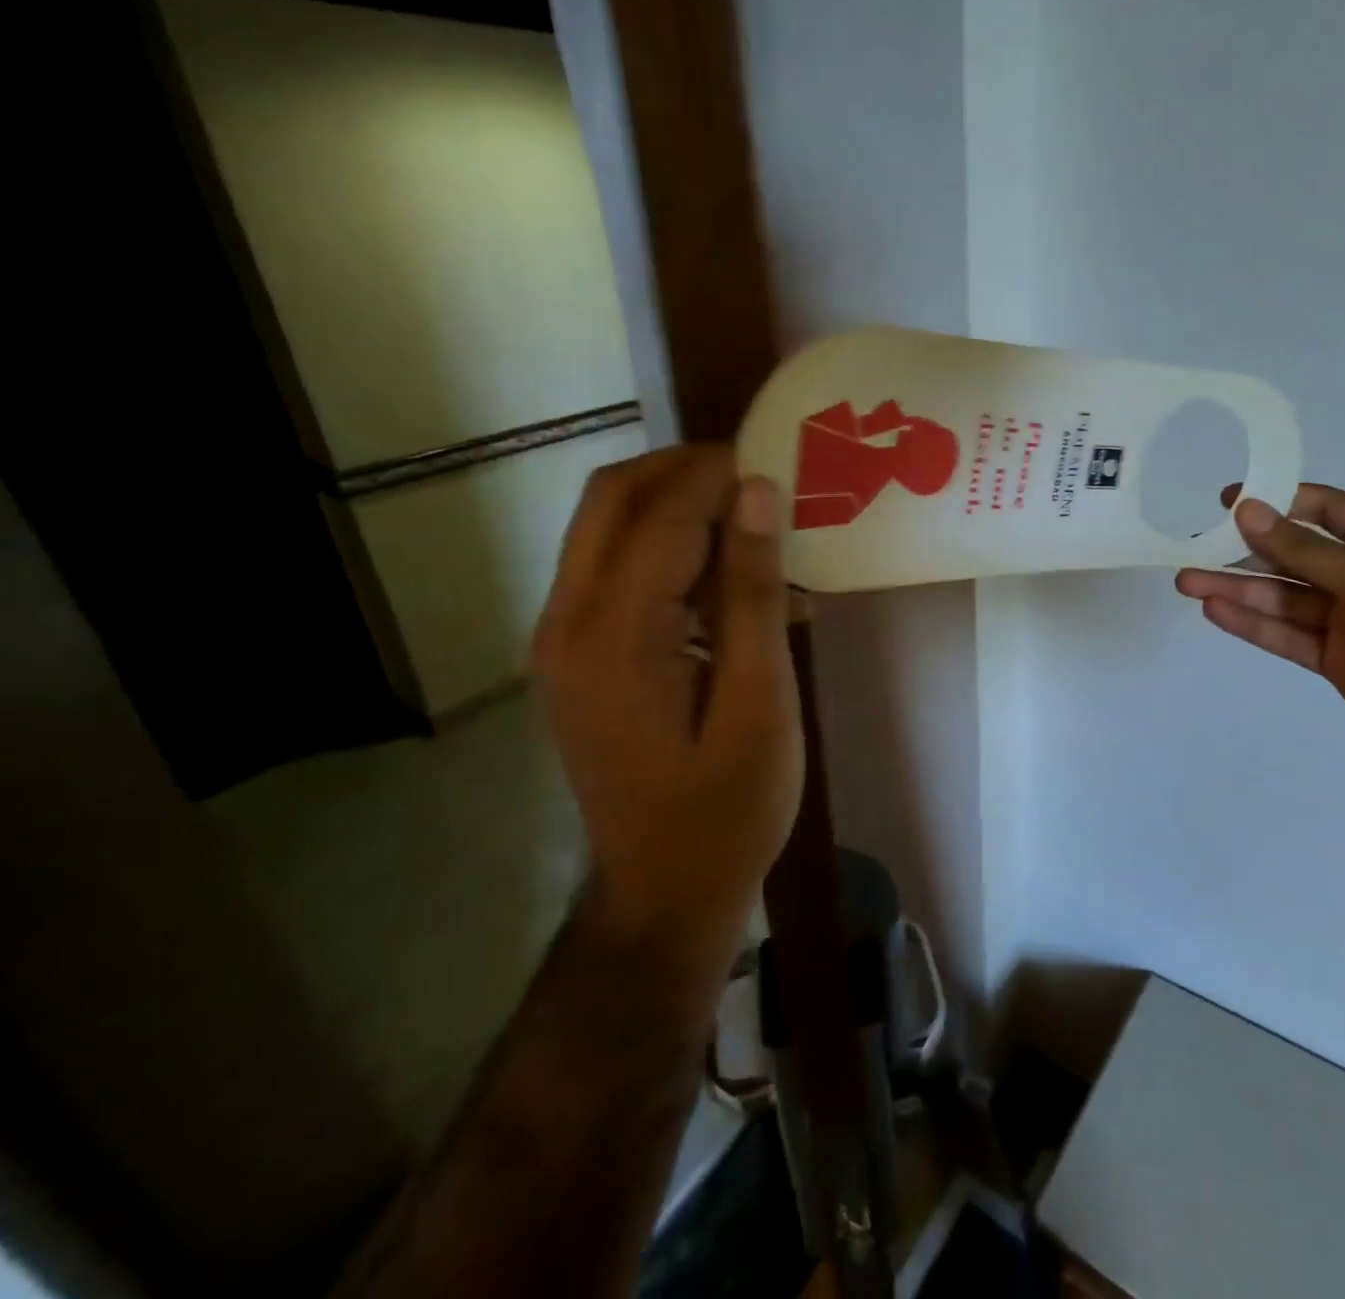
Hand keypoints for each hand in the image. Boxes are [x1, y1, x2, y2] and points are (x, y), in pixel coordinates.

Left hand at [533, 446, 801, 945]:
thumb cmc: (727, 810)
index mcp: (613, 638)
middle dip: (685, 470)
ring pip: (607, 527)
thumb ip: (752, 594)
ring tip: (752, 518)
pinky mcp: (575, 656)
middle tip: (760, 474)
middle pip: (612, 499)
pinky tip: (727, 577)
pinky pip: (615, 571)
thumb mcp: (759, 703)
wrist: (664, 892)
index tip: (780, 454)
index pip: (662, 514)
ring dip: (676, 505)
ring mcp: (561, 640)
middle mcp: (566, 623)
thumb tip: (758, 494)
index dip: (720, 473)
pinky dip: (668, 550)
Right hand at [1175, 483, 1344, 788]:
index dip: (1277, 501)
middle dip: (1244, 552)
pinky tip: (1215, 611)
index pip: (1325, 510)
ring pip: (1282, 597)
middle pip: (1293, 556)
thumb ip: (1303, 549)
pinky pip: (1285, 634)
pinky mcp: (1334, 659)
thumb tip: (1248, 510)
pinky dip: (1251, 623)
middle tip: (1192, 547)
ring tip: (1187, 582)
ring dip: (1236, 589)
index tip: (1227, 501)